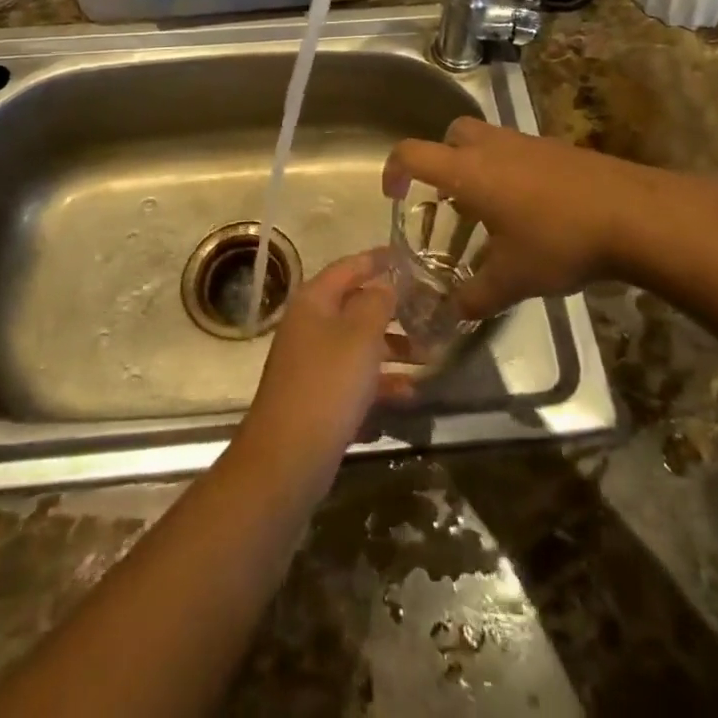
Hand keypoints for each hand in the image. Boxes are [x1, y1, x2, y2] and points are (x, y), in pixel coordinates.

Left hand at [239, 251, 414, 473]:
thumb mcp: (360, 335)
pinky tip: (409, 396)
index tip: (408, 257)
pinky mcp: (318, 399)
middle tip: (430, 314)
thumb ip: (377, 302)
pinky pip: (355, 381)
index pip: (349, 267)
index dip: (378, 260)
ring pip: (359, 346)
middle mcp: (310, 326)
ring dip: (393, 350)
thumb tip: (385, 284)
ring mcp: (312, 364)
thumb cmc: (327, 384)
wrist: (286, 460)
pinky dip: (380, 384)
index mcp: (315, 302)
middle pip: (356, 307)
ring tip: (430, 359)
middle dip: (394, 312)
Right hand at [382, 118, 671, 319]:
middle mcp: (492, 147)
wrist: (631, 213)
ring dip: (478, 168)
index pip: (413, 153)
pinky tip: (529, 212)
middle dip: (441, 161)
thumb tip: (451, 313)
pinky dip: (509, 172)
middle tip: (448, 200)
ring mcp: (527, 143)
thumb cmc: (558, 241)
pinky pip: (517, 152)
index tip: (395, 196)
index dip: (394, 169)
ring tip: (489, 212)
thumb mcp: (511, 279)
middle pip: (451, 135)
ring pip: (487, 141)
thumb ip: (474, 297)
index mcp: (468, 171)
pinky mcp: (556, 149)